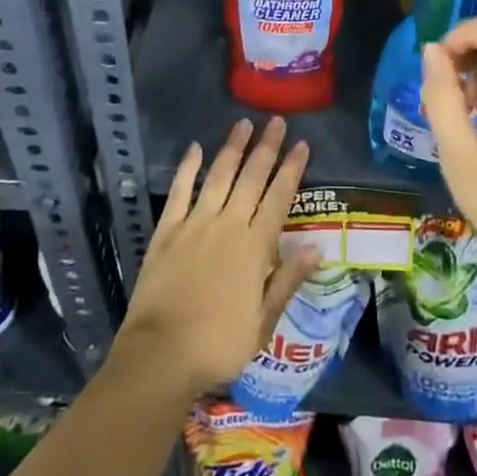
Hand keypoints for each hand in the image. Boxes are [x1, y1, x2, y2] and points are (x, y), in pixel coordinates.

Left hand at [114, 117, 316, 397]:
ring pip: (219, 176)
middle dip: (266, 147)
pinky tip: (195, 148)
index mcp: (255, 248)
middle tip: (277, 121)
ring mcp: (195, 224)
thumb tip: (316, 246)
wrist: (161, 355)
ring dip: (232, 148)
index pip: (279, 198)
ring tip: (243, 123)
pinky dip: (188, 168)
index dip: (291, 169)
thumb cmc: (219, 345)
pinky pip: (180, 191)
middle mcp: (228, 226)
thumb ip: (287, 280)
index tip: (302, 144)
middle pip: (251, 178)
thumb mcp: (263, 322)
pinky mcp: (167, 230)